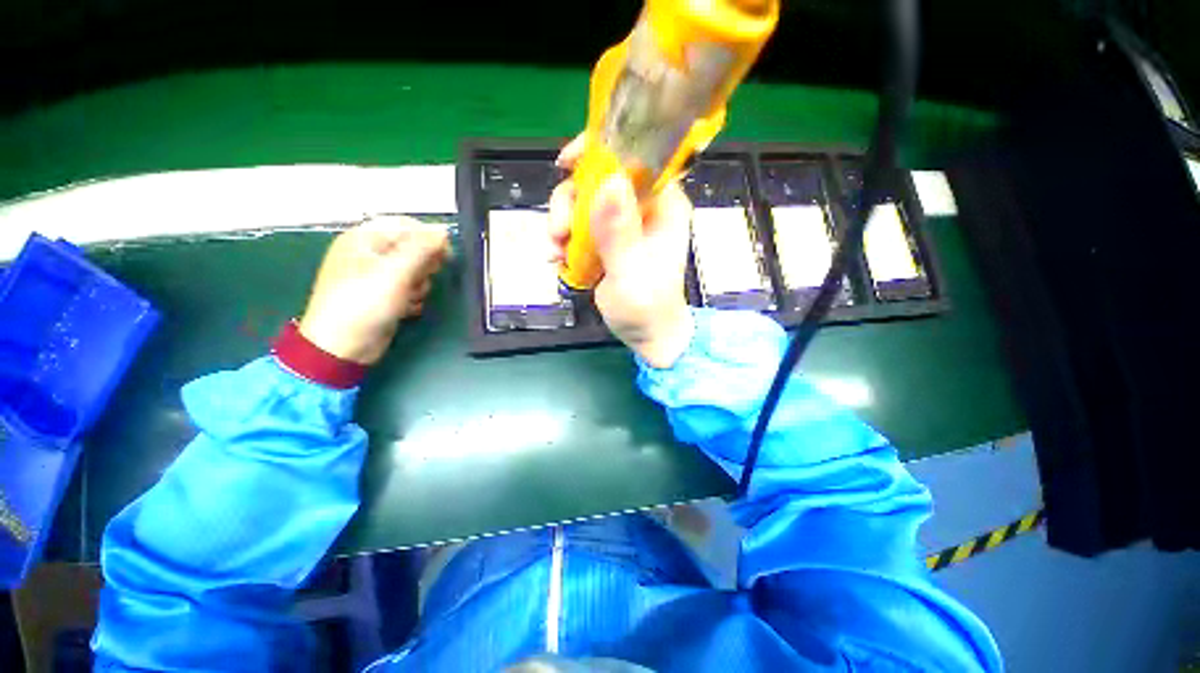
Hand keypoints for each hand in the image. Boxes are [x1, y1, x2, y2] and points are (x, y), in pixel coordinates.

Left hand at [299, 215, 449, 364]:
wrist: (343, 347)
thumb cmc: (364, 303)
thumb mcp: (394, 272)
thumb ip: (421, 249)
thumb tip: (444, 230)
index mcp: (364, 239)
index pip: (406, 225)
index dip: (428, 237)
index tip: (446, 255)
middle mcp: (370, 253)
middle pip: (412, 248)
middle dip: (423, 265)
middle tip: (421, 279)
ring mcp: (377, 276)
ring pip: (415, 270)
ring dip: (420, 284)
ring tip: (409, 297)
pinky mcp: (384, 295)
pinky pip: (410, 288)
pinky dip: (413, 297)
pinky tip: (405, 308)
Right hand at [549, 136, 694, 367]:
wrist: (645, 335)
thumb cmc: (646, 309)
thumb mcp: (631, 274)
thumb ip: (619, 233)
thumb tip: (609, 180)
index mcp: (663, 207)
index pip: (635, 159)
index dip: (600, 153)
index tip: (566, 164)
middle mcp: (643, 208)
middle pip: (598, 180)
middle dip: (570, 202)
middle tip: (558, 232)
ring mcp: (623, 225)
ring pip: (583, 203)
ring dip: (562, 224)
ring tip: (556, 253)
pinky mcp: (607, 241)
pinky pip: (578, 227)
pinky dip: (564, 240)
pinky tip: (557, 259)